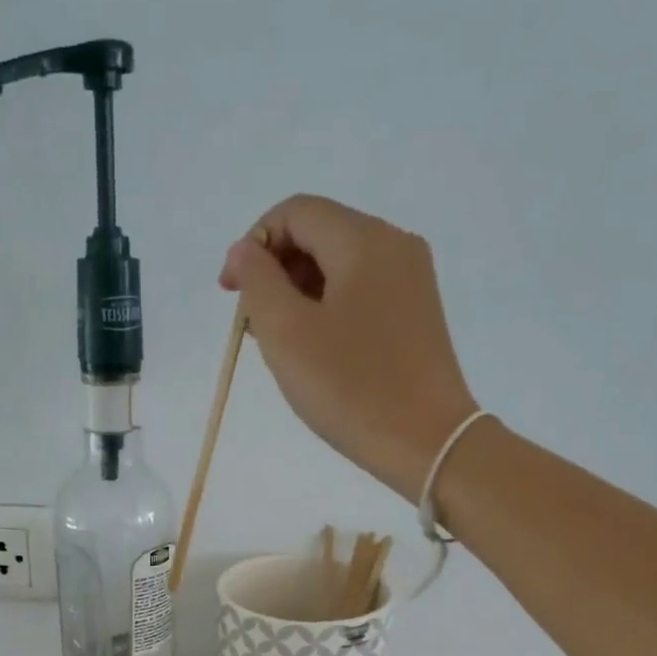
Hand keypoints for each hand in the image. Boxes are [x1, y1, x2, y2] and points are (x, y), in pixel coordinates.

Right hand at [220, 194, 481, 500]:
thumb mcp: (287, 335)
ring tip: (283, 346)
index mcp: (363, 240)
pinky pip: (361, 293)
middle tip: (254, 328)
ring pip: (339, 266)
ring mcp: (412, 280)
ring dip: (299, 294)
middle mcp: (394, 245)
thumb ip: (257, 282)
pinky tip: (318, 353)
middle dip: (276, 272)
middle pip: (319, 234)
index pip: (295, 212)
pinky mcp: (417, 313)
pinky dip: (328, 309)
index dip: (252, 245)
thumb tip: (244, 250)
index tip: (230, 296)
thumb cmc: (351, 389)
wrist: (427, 442)